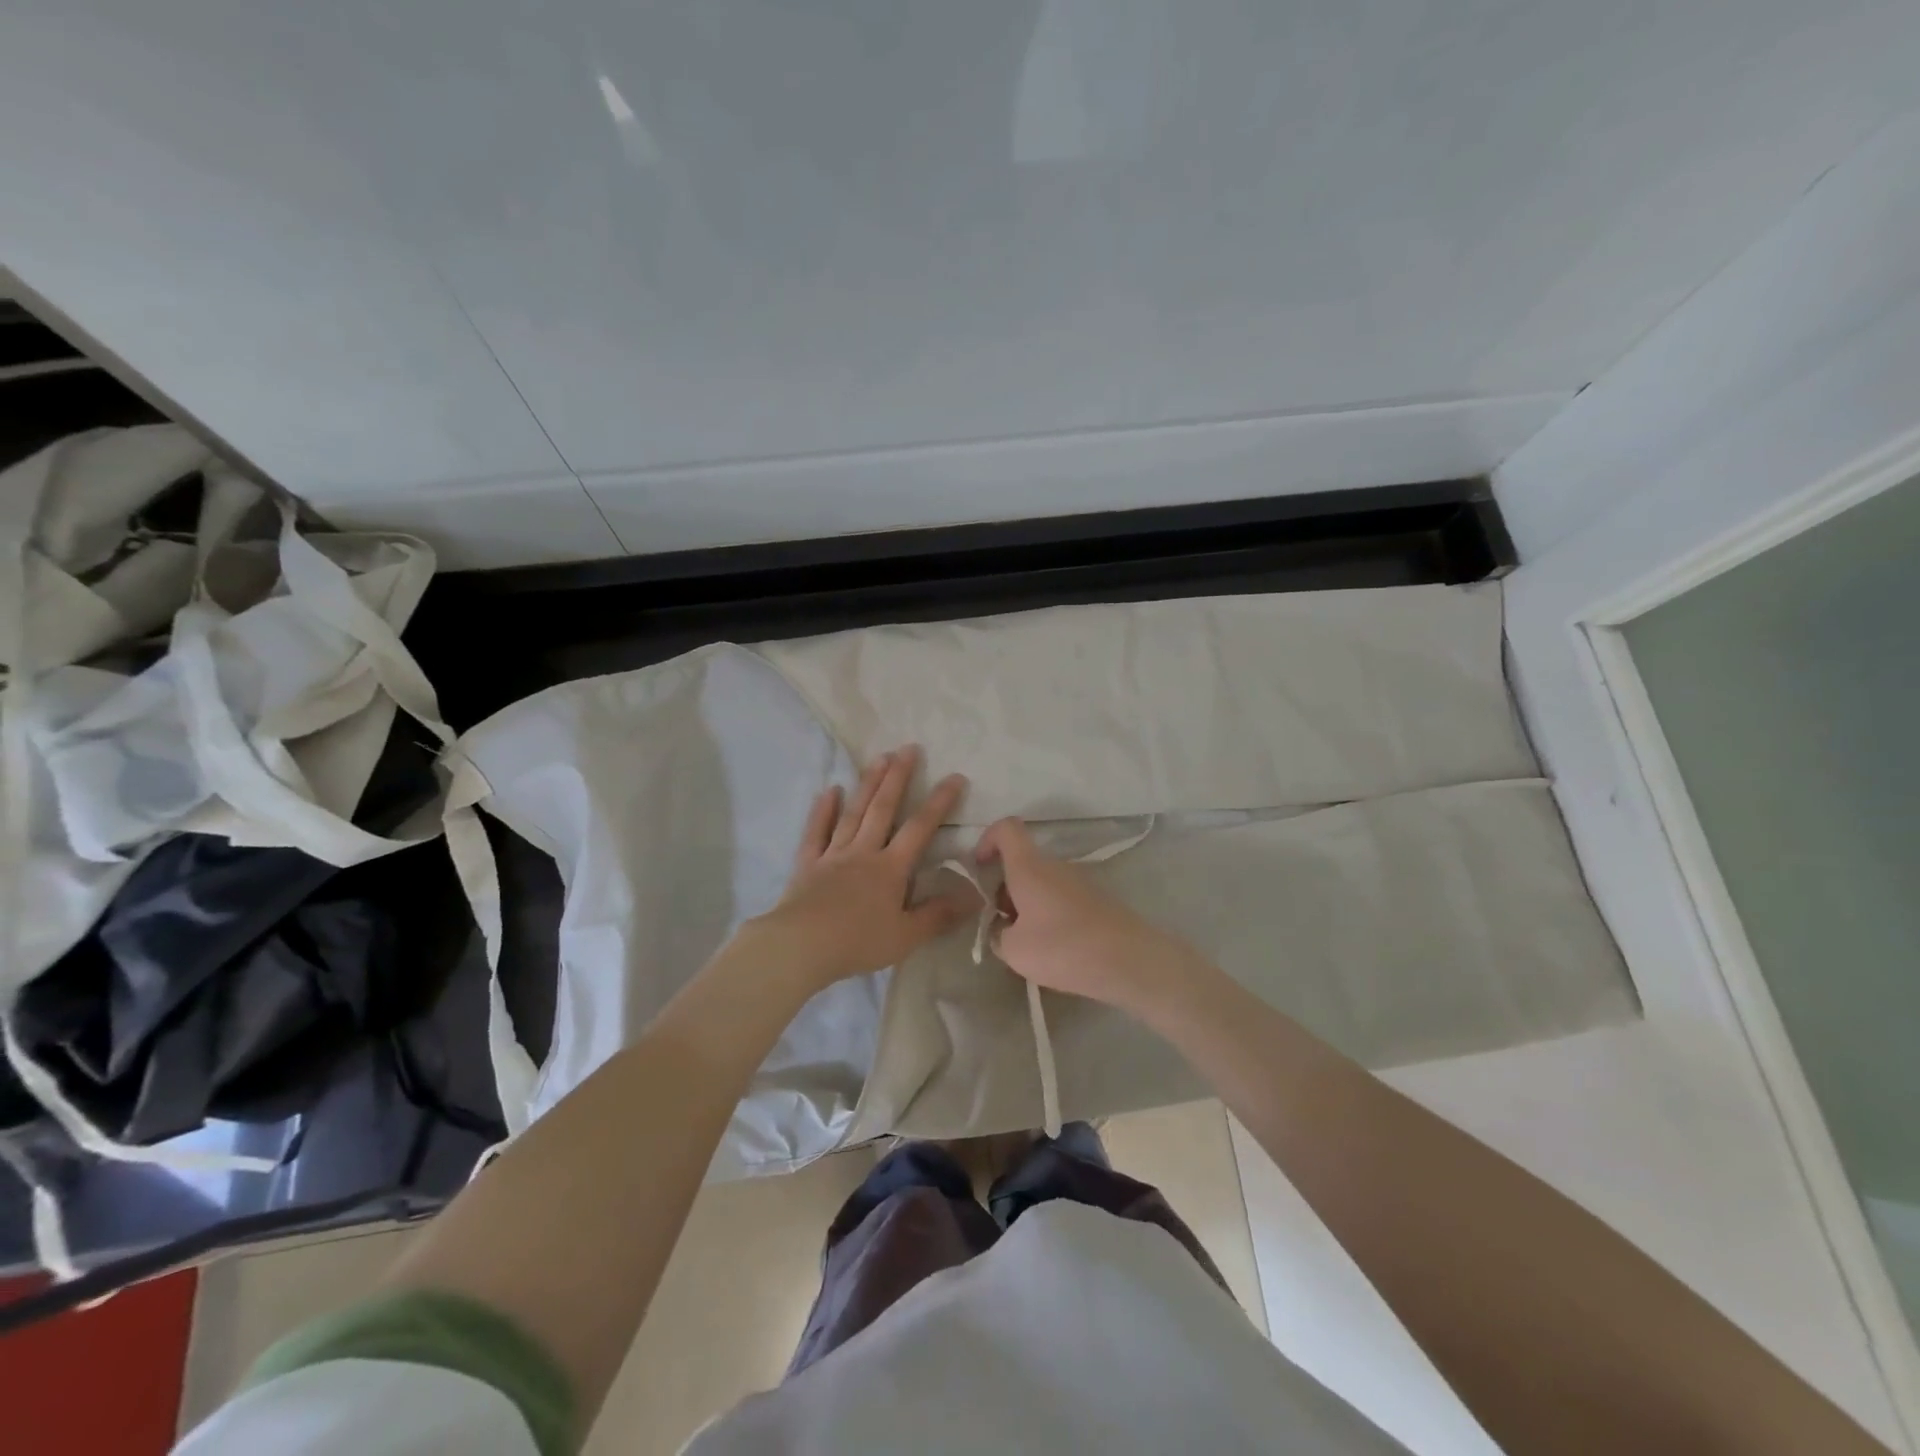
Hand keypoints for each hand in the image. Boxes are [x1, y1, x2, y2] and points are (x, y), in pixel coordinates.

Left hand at [748, 746, 973, 990]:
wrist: (801, 947)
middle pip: (883, 808)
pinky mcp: (808, 863)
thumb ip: (940, 915)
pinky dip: (822, 810)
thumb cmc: (858, 942)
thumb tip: (975, 897)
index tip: (954, 777)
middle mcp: (864, 852)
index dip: (939, 802)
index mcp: (891, 869)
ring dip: (868, 784)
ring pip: (853, 812)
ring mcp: (833, 854)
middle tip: (909, 748)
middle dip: (898, 777)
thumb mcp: (907, 936)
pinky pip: (816, 832)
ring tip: (879, 757)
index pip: (920, 829)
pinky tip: (829, 790)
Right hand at [973, 816, 1206, 1014]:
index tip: (978, 867)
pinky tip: (1055, 950)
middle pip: (1022, 862)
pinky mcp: (1097, 901)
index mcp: (1030, 867)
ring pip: (1041, 884)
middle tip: (1002, 925)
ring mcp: (1079, 882)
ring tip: (1028, 945)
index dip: (987, 839)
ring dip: (1027, 906)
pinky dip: (1049, 916)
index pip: (1006, 829)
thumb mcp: (1015, 951)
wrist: (1130, 961)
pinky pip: (1061, 900)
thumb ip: (998, 936)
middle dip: (1005, 888)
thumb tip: (1003, 930)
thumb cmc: (1064, 947)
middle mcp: (1055, 866)